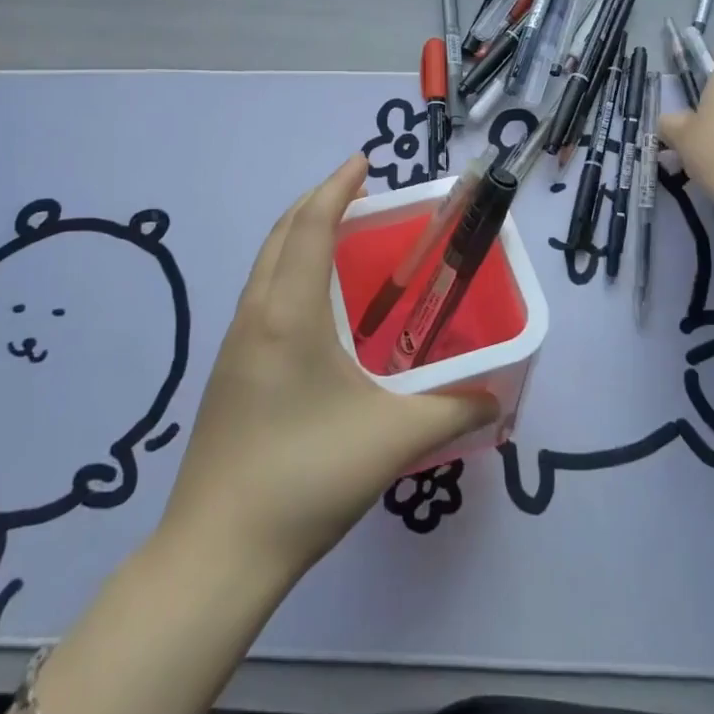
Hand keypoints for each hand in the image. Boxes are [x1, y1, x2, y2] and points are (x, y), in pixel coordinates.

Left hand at [159, 155, 495, 579]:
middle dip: (317, 201)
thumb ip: (453, 410)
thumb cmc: (305, 477)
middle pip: (281, 234)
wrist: (216, 552)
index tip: (364, 160)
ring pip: (265, 264)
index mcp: (289, 313)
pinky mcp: (229, 373)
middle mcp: (256, 315)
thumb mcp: (392, 439)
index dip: (336, 186)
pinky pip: (261, 294)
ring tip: (340, 237)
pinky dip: (288, 270)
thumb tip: (497, 397)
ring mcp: (235, 344)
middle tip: (359, 193)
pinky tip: (315, 306)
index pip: (310, 225)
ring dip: (298, 235)